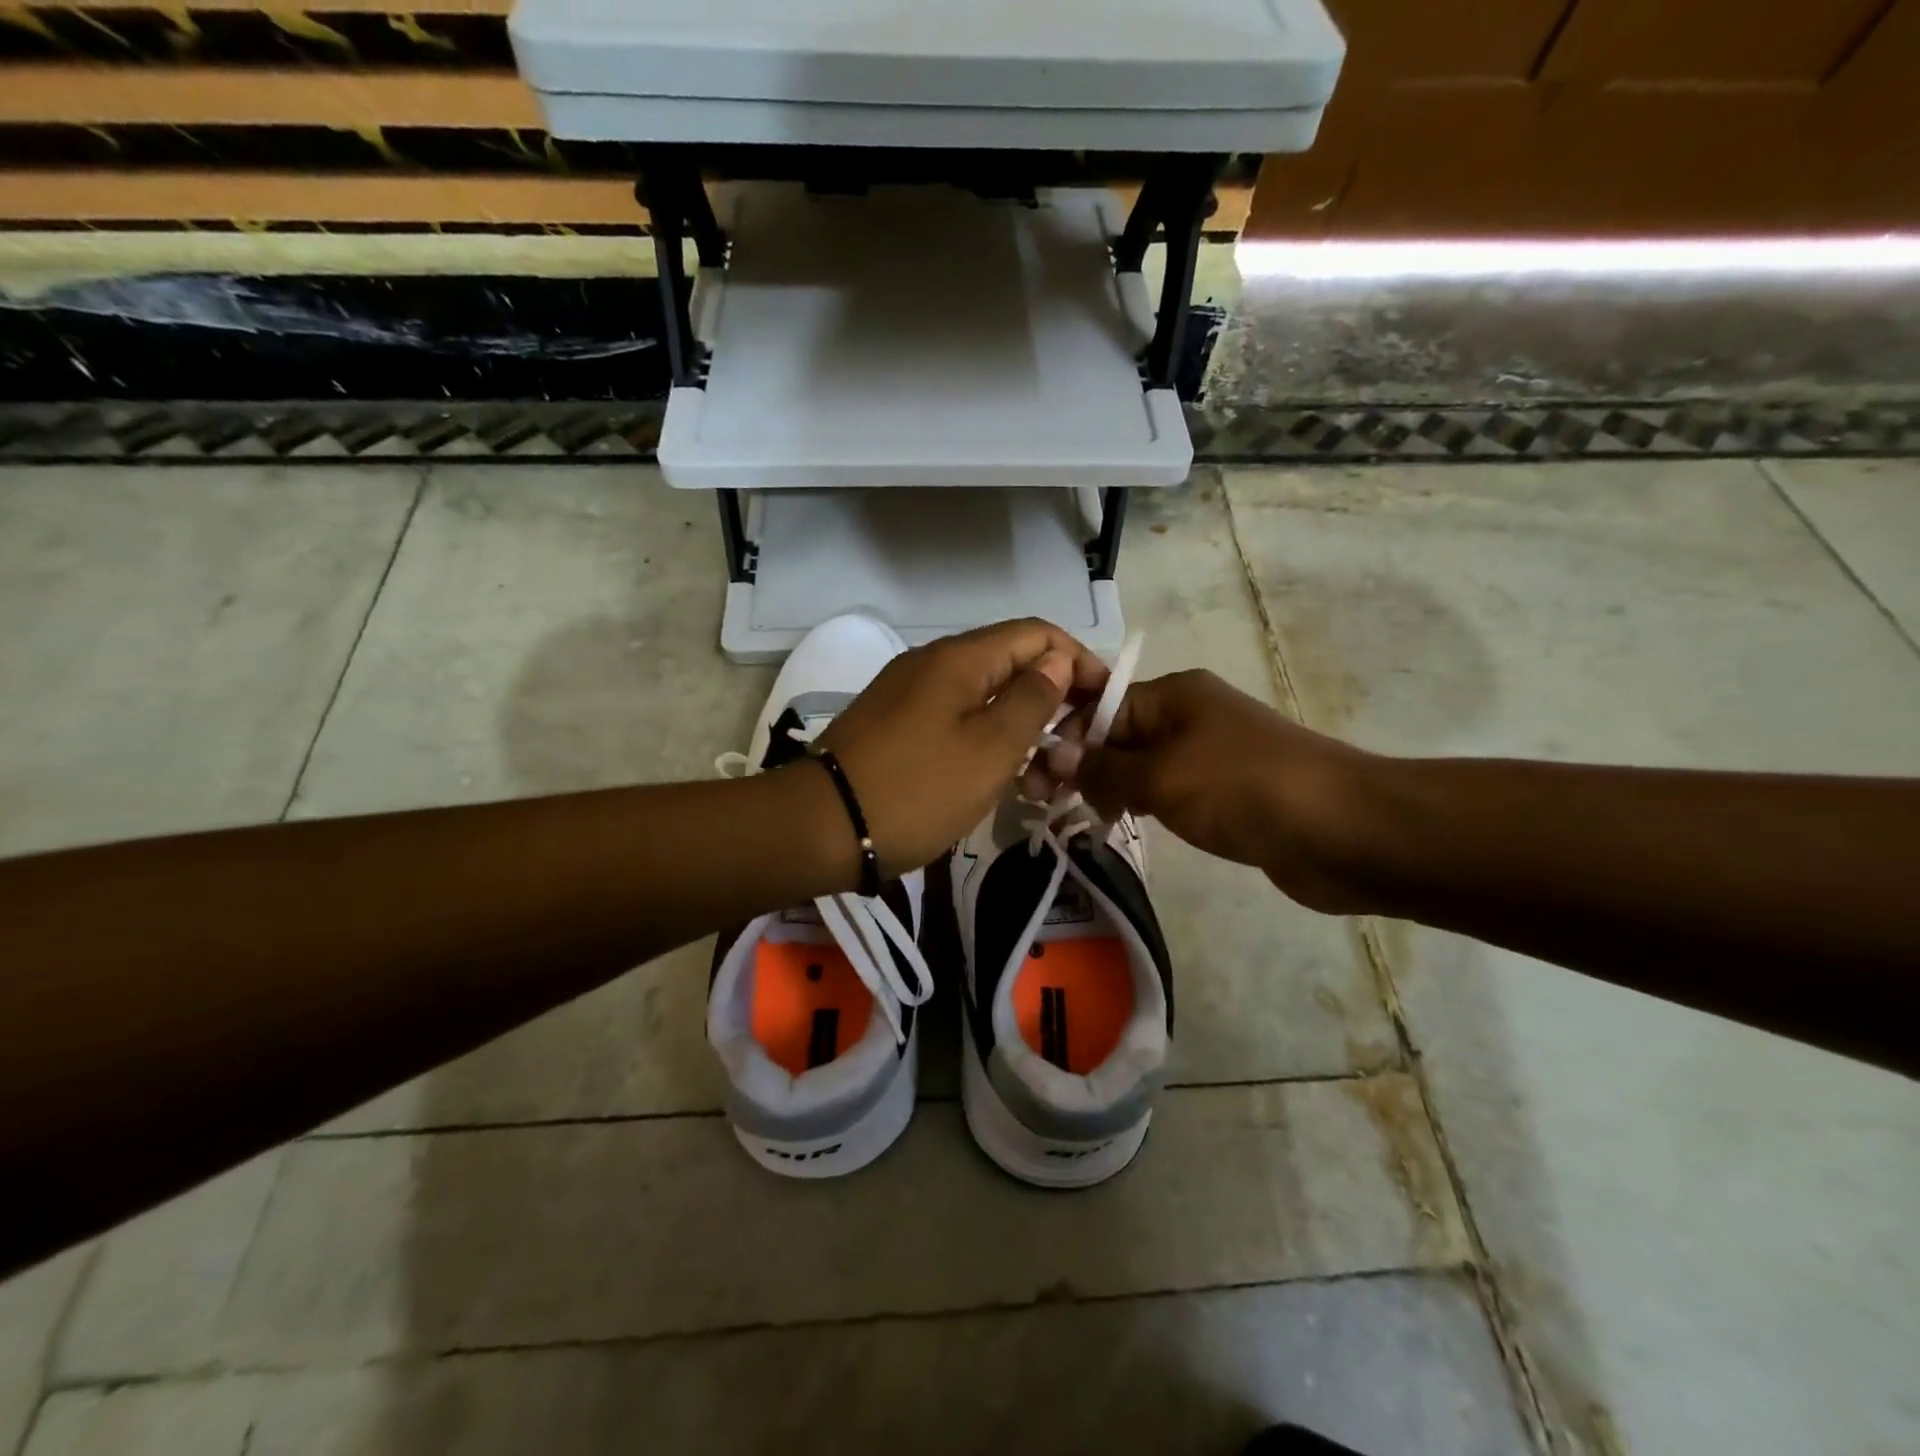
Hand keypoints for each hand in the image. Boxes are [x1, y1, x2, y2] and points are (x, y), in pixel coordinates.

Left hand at [816, 619, 1109, 876]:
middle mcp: (934, 664)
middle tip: (1076, 753)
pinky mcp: (896, 725)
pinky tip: (1000, 780)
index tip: (1105, 704)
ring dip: (1021, 731)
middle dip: (1053, 703)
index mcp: (960, 658)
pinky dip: (986, 744)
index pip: (1036, 634)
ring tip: (1044, 781)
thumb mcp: (990, 749)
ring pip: (984, 698)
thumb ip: (1032, 699)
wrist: (821, 828)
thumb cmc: (917, 789)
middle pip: (1011, 665)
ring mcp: (910, 694)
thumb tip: (1058, 658)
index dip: (1079, 660)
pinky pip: (956, 721)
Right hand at [1045, 669, 1377, 914]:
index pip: (1098, 707)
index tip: (1033, 781)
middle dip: (1081, 767)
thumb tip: (1053, 756)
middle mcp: (1188, 715)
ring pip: (1141, 766)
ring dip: (1109, 788)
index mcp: (1173, 694)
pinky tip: (1121, 825)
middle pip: (1117, 735)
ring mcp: (1209, 754)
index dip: (1062, 739)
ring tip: (1077, 819)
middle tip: (1046, 807)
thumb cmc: (1243, 789)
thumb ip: (1102, 769)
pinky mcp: (1225, 791)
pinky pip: (1168, 791)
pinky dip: (1142, 805)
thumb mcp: (1161, 777)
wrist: (1343, 831)